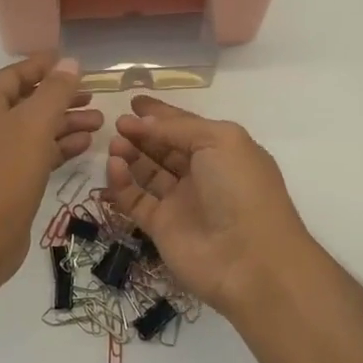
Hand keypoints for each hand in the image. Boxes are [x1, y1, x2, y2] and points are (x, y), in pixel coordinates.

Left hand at [0, 55, 101, 288]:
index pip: (14, 75)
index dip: (44, 67)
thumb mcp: (35, 124)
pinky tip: (85, 145)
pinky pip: (33, 154)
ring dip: (65, 123)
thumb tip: (70, 63)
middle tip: (93, 96)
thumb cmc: (6, 172)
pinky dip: (57, 147)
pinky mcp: (4, 181)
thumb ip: (55, 91)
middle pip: (26, 102)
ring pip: (33, 130)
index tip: (74, 63)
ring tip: (100, 122)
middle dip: (61, 98)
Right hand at [103, 96, 319, 314]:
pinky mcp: (161, 227)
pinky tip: (113, 166)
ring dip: (130, 155)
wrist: (249, 260)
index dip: (161, 114)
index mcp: (222, 151)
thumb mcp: (219, 140)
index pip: (186, 126)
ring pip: (148, 173)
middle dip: (142, 134)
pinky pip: (136, 199)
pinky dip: (122, 183)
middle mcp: (202, 175)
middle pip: (165, 148)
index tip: (134, 102)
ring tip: (114, 144)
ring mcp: (181, 202)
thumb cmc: (241, 189)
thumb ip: (179, 127)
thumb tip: (144, 123)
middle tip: (118, 123)